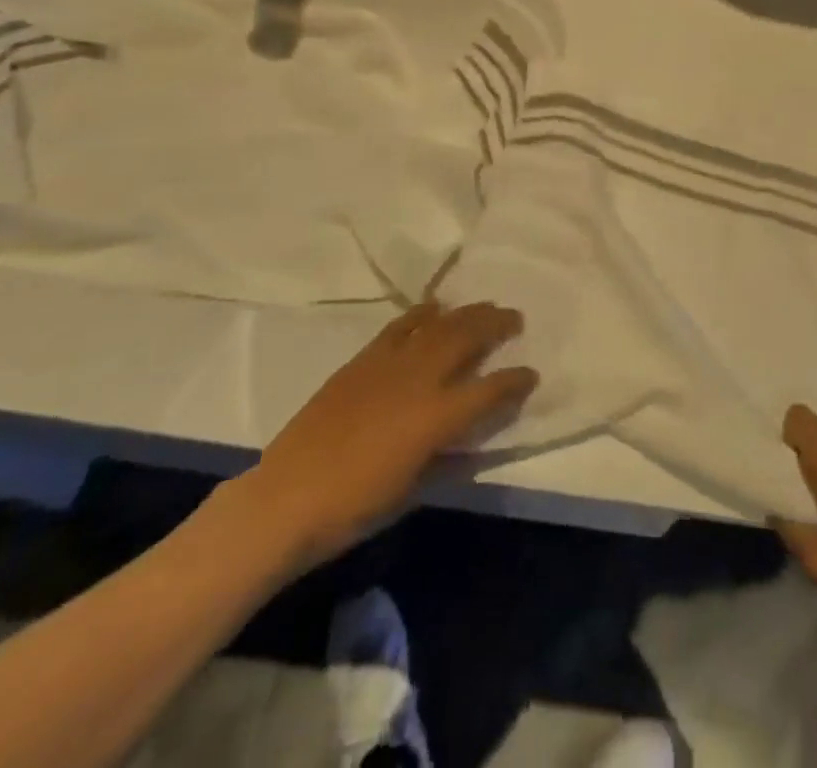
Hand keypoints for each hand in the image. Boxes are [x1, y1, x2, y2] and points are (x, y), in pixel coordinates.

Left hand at [229, 301, 537, 572]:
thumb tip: (466, 436)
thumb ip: (445, 455)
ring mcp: (388, 364)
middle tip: (515, 318)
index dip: (515, 381)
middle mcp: (419, 380)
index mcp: (436, 418)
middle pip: (466, 338)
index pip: (490, 390)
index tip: (531, 374)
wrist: (285, 499)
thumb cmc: (353, 508)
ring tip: (484, 307)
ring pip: (437, 325)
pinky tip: (434, 309)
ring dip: (465, 313)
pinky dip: (422, 314)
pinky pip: (400, 326)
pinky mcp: (362, 361)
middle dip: (495, 325)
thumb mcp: (412, 489)